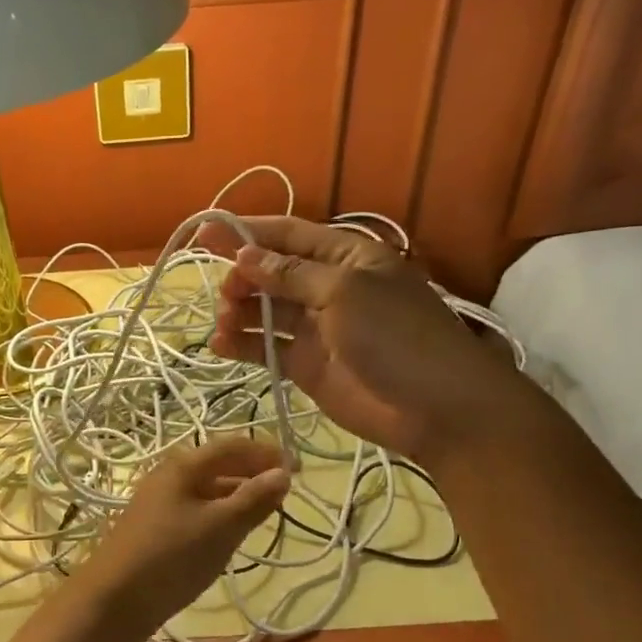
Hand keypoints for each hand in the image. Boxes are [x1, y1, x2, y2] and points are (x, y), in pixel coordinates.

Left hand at [77, 437, 289, 641]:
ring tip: (266, 512)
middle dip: (253, 473)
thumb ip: (253, 500)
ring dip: (238, 495)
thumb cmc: (170, 557)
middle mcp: (170, 475)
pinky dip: (220, 514)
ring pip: (208, 489)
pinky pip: (196, 509)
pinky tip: (232, 533)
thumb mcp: (220, 528)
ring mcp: (160, 502)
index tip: (298, 469)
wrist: (112, 601)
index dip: (266, 453)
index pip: (233, 445)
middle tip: (285, 493)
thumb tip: (283, 473)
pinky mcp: (156, 528)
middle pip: (219, 464)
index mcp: (184, 465)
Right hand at [205, 217, 543, 465]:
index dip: (247, 233)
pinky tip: (220, 346)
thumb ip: (291, 274)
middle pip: (273, 273)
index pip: (289, 235)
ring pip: (266, 311)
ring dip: (239, 312)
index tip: (205, 235)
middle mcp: (328, 287)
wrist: (436, 408)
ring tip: (222, 322)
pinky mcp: (308, 365)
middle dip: (242, 277)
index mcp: (346, 257)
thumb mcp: (345, 292)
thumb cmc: (396, 336)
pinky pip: (267, 348)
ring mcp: (317, 328)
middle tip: (224, 294)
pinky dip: (243, 345)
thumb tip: (246, 255)